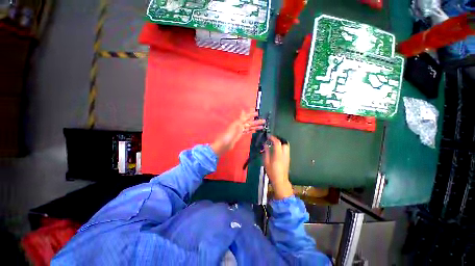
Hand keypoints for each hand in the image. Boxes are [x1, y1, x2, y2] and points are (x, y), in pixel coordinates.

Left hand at [211, 109, 264, 156]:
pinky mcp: (240, 135)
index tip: (257, 113)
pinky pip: (247, 131)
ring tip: (262, 126)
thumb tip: (243, 110)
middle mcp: (239, 125)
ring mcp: (240, 130)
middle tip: (264, 121)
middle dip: (256, 121)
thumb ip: (240, 119)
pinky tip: (255, 130)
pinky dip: (251, 130)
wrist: (224, 145)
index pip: (247, 117)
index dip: (252, 114)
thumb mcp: (235, 126)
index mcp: (238, 122)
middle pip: (249, 122)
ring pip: (249, 127)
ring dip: (255, 126)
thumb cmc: (229, 135)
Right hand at [264, 136, 292, 199]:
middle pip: (284, 143)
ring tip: (274, 144)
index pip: (277, 143)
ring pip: (286, 146)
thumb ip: (266, 152)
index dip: (273, 138)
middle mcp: (284, 154)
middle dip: (278, 140)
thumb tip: (265, 145)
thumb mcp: (266, 162)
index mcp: (278, 155)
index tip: (269, 137)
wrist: (280, 180)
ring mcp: (287, 156)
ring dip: (281, 143)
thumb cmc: (272, 172)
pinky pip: (286, 150)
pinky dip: (282, 147)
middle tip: (272, 140)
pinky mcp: (288, 159)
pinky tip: (277, 150)